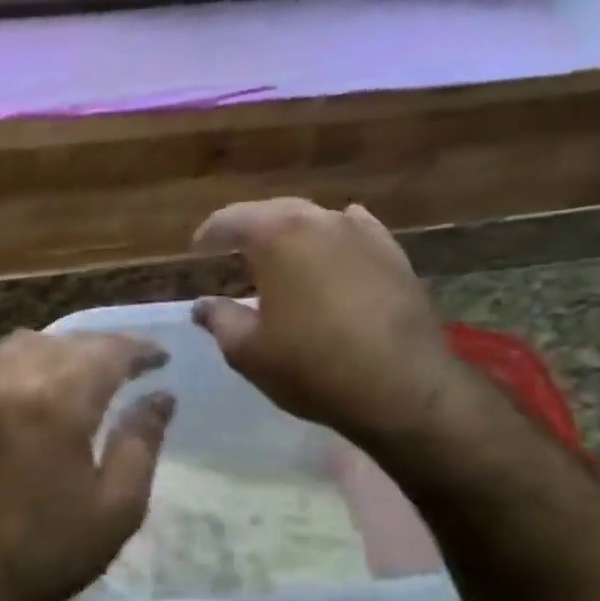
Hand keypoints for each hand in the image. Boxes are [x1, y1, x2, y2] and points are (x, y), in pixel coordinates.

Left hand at [0, 331, 175, 600]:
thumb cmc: (50, 551)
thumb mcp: (117, 507)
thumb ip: (142, 443)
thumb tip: (162, 398)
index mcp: (57, 404)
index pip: (106, 353)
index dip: (139, 350)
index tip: (162, 358)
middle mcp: (13, 383)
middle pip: (66, 343)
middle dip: (104, 347)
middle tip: (133, 364)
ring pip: (24, 344)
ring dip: (61, 349)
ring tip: (84, 371)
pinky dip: (20, 362)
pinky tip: (32, 386)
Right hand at [192, 198, 469, 445]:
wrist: (402, 388)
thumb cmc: (312, 367)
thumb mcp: (248, 351)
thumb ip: (219, 320)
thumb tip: (202, 305)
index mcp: (278, 236)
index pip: (232, 219)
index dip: (209, 233)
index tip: (197, 249)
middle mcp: (321, 221)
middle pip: (275, 212)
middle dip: (251, 228)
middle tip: (232, 248)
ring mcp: (363, 235)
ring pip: (317, 220)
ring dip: (293, 234)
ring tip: (281, 256)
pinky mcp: (394, 255)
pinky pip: (356, 234)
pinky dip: (335, 239)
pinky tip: (334, 250)